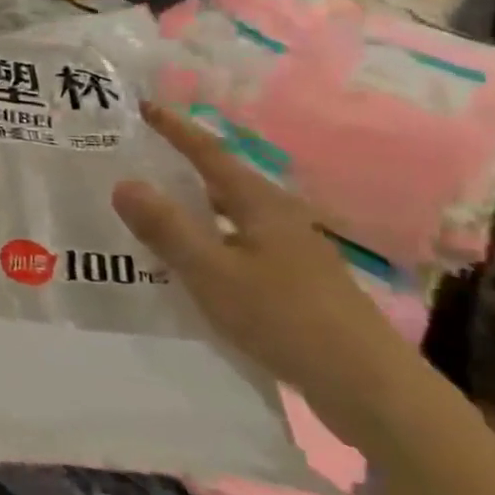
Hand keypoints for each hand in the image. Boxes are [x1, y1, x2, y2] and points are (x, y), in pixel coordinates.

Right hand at [112, 102, 418, 445]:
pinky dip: (212, 241)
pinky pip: (242, 246)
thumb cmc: (286, 318)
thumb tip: (123, 183)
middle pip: (223, 181)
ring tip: (158, 209)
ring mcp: (294, 252)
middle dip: (183, 166)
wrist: (371, 389)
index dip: (175, 129)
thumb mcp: (213, 272)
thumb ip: (167, 228)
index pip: (208, 153)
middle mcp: (279, 218)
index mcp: (260, 203)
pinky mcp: (299, 284)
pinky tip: (197, 265)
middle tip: (142, 159)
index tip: (144, 105)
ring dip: (197, 207)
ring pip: (233, 216)